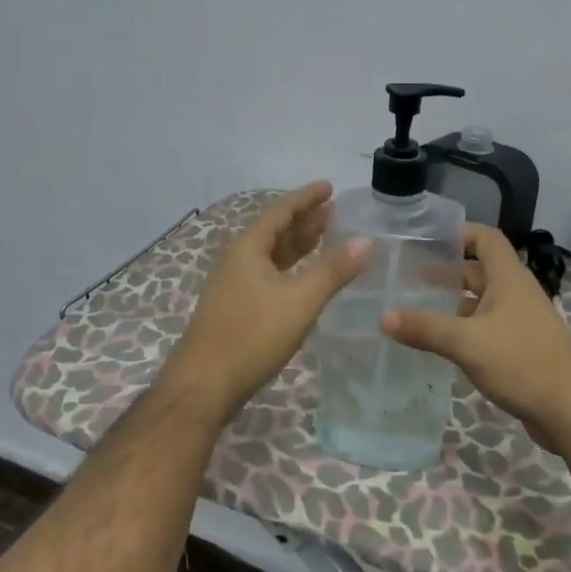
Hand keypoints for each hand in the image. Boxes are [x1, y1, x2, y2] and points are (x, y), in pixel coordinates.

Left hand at [166, 182, 369, 410]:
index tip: (330, 186)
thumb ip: (334, 271)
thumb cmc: (252, 336)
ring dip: (297, 244)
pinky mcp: (235, 308)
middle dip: (304, 219)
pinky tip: (303, 278)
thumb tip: (365, 241)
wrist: (204, 384)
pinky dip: (289, 268)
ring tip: (325, 235)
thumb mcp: (300, 301)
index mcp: (248, 248)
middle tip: (334, 210)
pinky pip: (267, 274)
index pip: (281, 211)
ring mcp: (233, 285)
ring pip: (271, 254)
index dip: (306, 198)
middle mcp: (237, 260)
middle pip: (274, 230)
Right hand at [382, 224, 570, 445]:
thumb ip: (424, 328)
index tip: (427, 239)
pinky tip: (441, 343)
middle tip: (410, 277)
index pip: (486, 238)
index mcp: (509, 278)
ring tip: (416, 309)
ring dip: (453, 303)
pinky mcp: (521, 349)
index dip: (459, 233)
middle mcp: (516, 293)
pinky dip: (464, 330)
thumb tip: (383, 317)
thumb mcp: (466, 342)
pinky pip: (487, 329)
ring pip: (482, 303)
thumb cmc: (521, 361)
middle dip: (447, 271)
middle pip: (480, 271)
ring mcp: (521, 322)